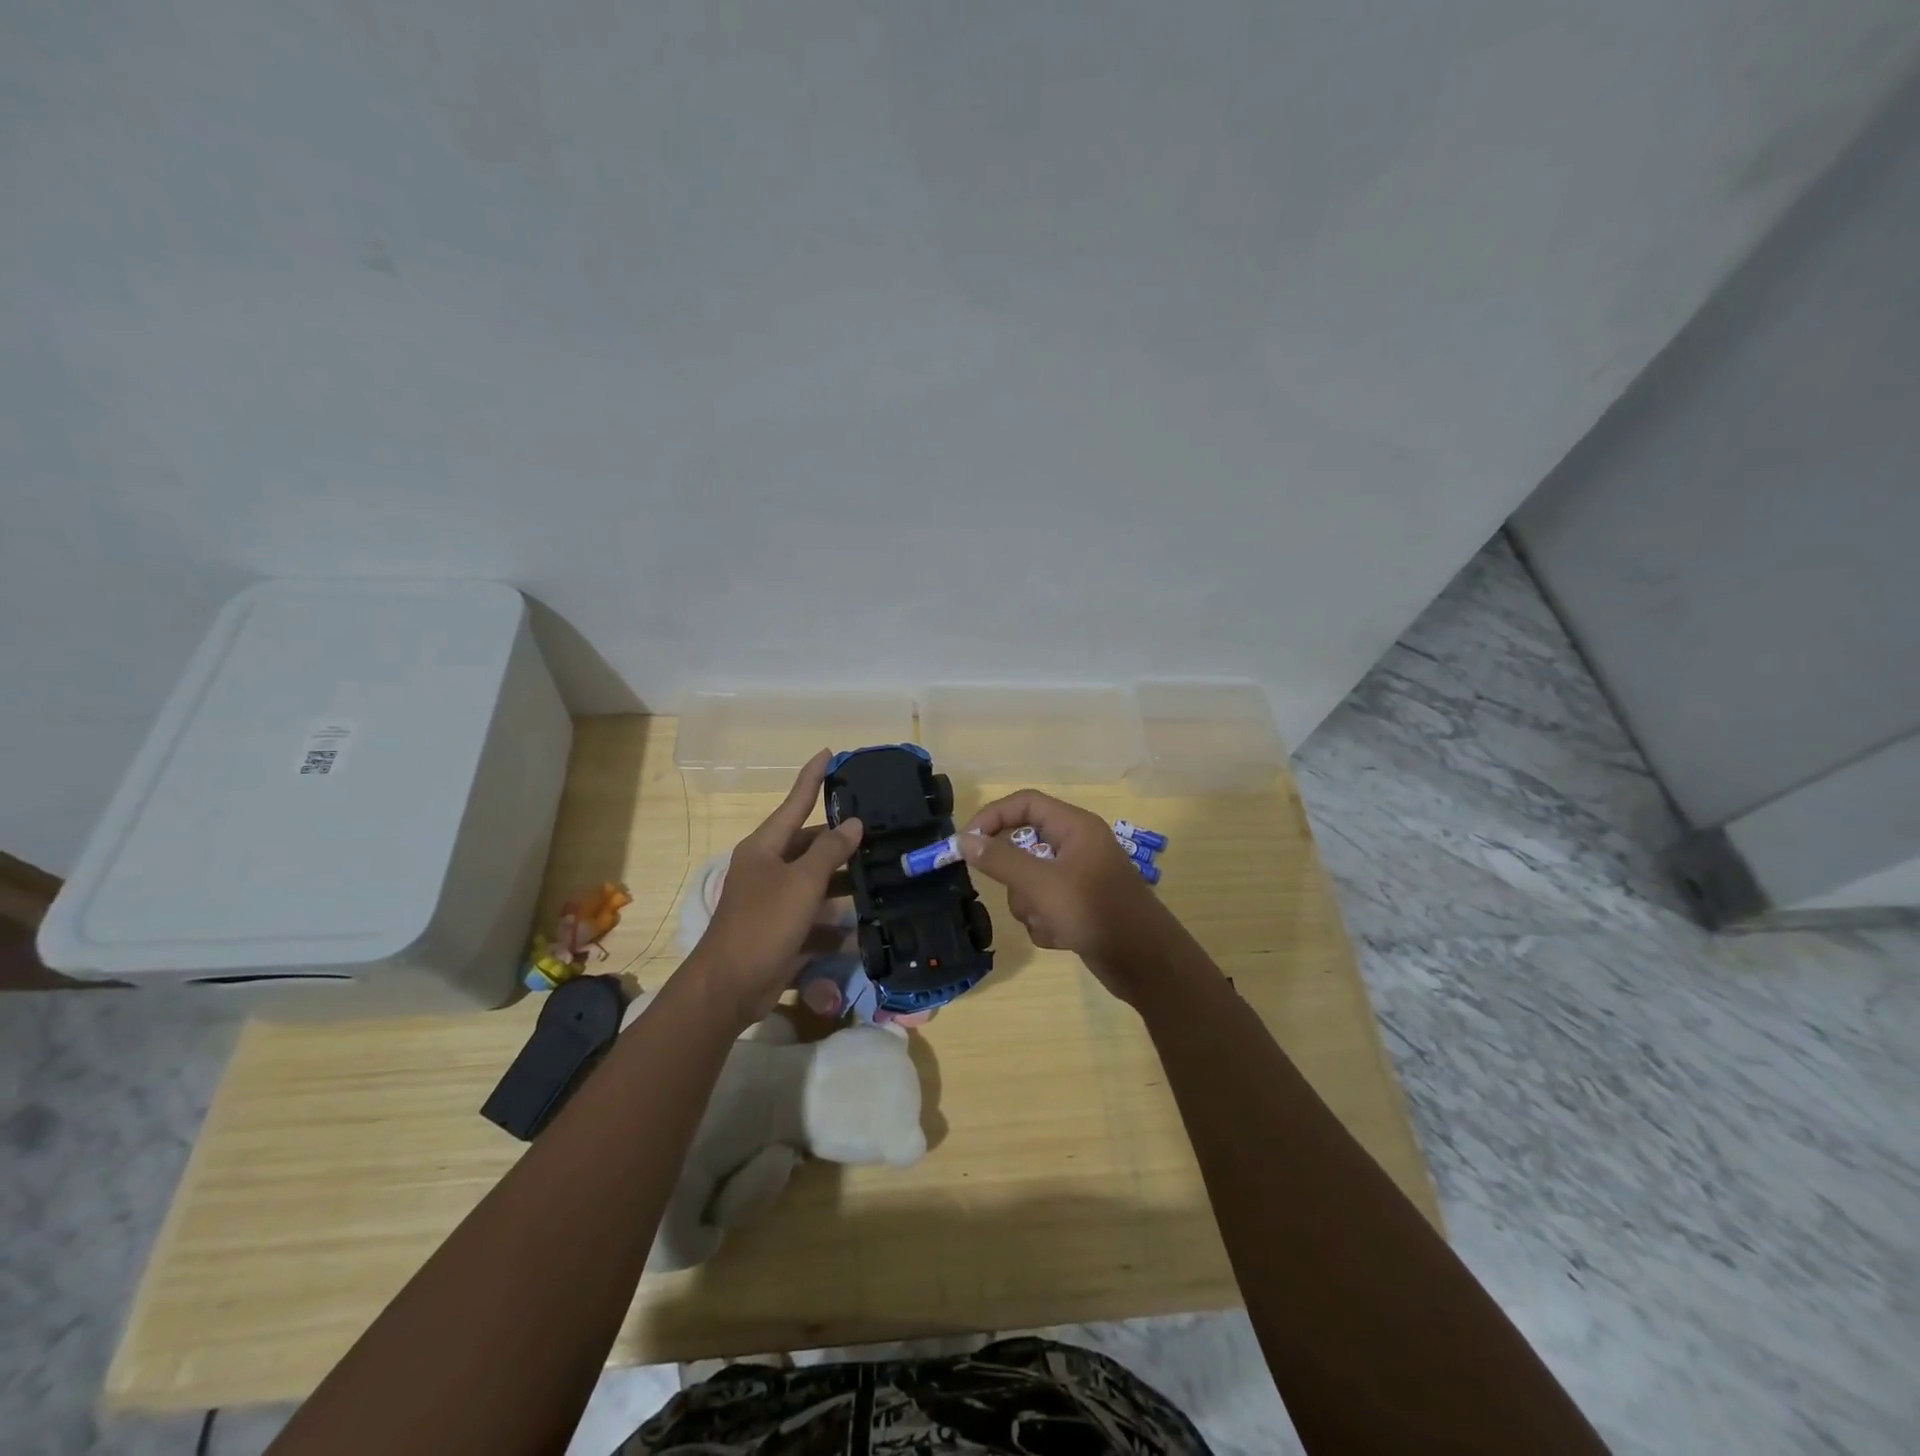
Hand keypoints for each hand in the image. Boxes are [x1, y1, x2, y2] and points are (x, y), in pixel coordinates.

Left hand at [691, 751, 862, 1026]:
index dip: (812, 777)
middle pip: (808, 845)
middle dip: (839, 840)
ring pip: (814, 882)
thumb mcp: (802, 883)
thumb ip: (829, 851)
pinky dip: (832, 923)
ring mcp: (772, 900)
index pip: (794, 802)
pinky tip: (859, 929)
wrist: (729, 987)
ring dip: (841, 882)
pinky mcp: (780, 930)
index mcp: (765, 847)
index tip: (829, 753)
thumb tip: (852, 823)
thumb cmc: (763, 925)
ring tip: (878, 875)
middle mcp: (767, 868)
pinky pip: (813, 917)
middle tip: (877, 832)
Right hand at [960, 790, 1176, 1003]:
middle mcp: (1076, 846)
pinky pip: (1043, 906)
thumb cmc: (1095, 912)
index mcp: (1074, 827)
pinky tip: (1062, 937)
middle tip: (1022, 894)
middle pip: (1023, 845)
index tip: (965, 843)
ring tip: (1049, 921)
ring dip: (1030, 905)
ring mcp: (1078, 878)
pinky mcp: (1078, 907)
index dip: (992, 817)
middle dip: (1015, 877)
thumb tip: (964, 840)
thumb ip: (1000, 860)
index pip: (1024, 803)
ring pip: (1029, 881)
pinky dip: (1044, 923)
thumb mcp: (1042, 884)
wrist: (1145, 963)